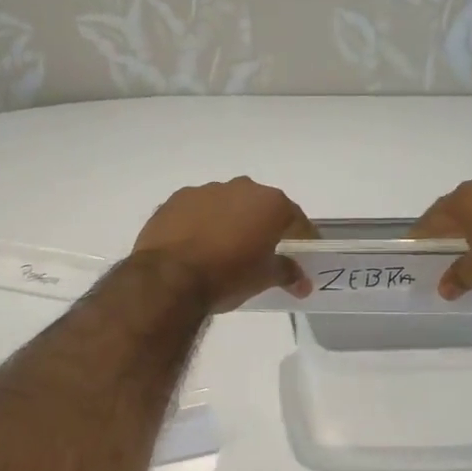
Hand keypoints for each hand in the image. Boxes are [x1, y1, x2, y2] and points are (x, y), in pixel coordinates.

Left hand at [132, 177, 316, 312]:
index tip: (303, 252)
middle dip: (263, 225)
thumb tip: (303, 282)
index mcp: (269, 203)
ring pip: (226, 204)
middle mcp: (240, 187)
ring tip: (224, 249)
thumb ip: (287, 273)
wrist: (168, 278)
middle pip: (260, 206)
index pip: (295, 218)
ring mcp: (205, 190)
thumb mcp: (264, 278)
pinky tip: (196, 245)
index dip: (302, 236)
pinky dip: (201, 223)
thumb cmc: (228, 276)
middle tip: (262, 250)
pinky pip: (197, 210)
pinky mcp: (174, 200)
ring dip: (230, 221)